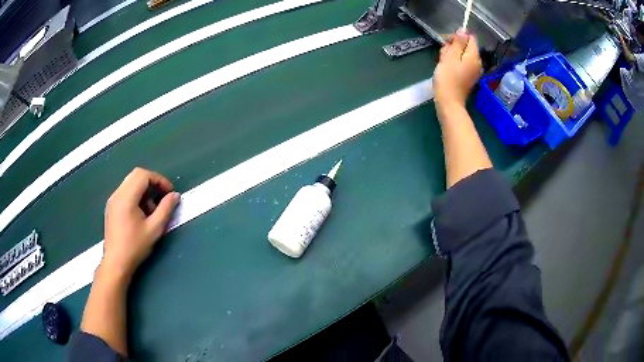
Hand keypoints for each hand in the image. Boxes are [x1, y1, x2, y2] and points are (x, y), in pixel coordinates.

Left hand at [101, 167, 179, 281]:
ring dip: (144, 189)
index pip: (143, 175)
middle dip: (152, 182)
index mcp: (126, 197)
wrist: (116, 262)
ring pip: (130, 182)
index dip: (159, 180)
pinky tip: (141, 213)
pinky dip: (136, 195)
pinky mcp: (111, 206)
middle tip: (163, 196)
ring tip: (152, 209)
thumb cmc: (135, 246)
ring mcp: (112, 200)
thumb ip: (166, 209)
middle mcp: (117, 194)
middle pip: (136, 175)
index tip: (170, 192)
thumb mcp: (154, 229)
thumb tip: (175, 195)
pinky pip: (125, 191)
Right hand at [433, 30, 481, 111]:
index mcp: (474, 56)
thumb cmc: (448, 78)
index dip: (458, 37)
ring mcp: (473, 70)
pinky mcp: (468, 76)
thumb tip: (463, 30)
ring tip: (442, 62)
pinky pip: (461, 63)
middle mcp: (477, 62)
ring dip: (451, 55)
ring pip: (461, 55)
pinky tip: (446, 68)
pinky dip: (453, 63)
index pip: (470, 38)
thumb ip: (458, 42)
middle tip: (443, 55)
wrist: (448, 102)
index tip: (447, 42)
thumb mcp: (451, 56)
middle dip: (453, 47)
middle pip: (465, 46)